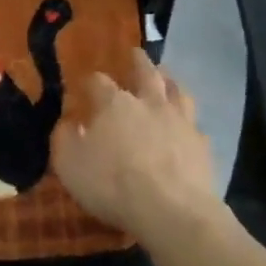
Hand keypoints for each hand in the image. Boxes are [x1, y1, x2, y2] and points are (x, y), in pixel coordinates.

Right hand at [51, 47, 226, 243]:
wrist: (172, 212)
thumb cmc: (112, 184)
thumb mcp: (69, 164)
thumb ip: (64, 139)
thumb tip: (67, 124)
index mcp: (113, 103)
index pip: (99, 81)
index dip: (91, 81)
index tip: (86, 84)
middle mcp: (148, 103)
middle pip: (146, 73)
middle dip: (138, 62)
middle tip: (135, 53)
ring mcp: (179, 122)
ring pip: (177, 91)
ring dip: (169, 82)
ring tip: (166, 78)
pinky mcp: (201, 146)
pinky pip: (194, 123)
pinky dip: (187, 119)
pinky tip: (185, 125)